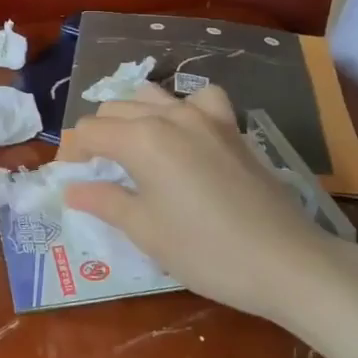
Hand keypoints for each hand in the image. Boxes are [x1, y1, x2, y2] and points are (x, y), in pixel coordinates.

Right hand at [61, 84, 345, 323]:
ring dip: (131, 116)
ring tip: (131, 148)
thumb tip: (71, 190)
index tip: (70, 181)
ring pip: (151, 96)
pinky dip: (182, 107)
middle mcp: (168, 116)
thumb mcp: (145, 231)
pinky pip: (199, 99)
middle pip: (114, 109)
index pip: (88, 132)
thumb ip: (103, 201)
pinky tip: (183, 132)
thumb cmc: (206, 251)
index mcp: (140, 139)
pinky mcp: (232, 127)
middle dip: (97, 135)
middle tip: (96, 172)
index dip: (72, 155)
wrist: (287, 262)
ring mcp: (205, 117)